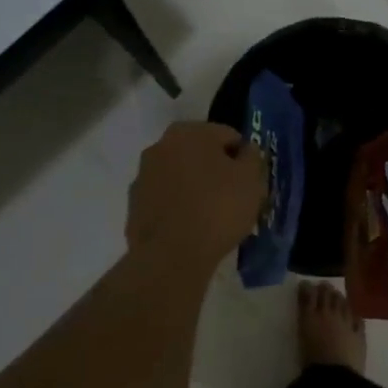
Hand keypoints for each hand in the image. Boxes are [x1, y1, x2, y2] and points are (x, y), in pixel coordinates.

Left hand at [125, 122, 267, 273]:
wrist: (171, 256)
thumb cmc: (218, 208)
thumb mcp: (252, 179)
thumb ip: (252, 157)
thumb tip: (245, 152)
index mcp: (189, 132)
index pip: (228, 136)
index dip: (244, 158)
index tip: (251, 181)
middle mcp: (160, 146)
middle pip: (201, 155)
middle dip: (218, 172)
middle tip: (235, 198)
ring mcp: (143, 177)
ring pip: (181, 177)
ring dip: (197, 189)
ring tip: (214, 218)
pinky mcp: (134, 207)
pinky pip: (167, 201)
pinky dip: (179, 209)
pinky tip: (193, 229)